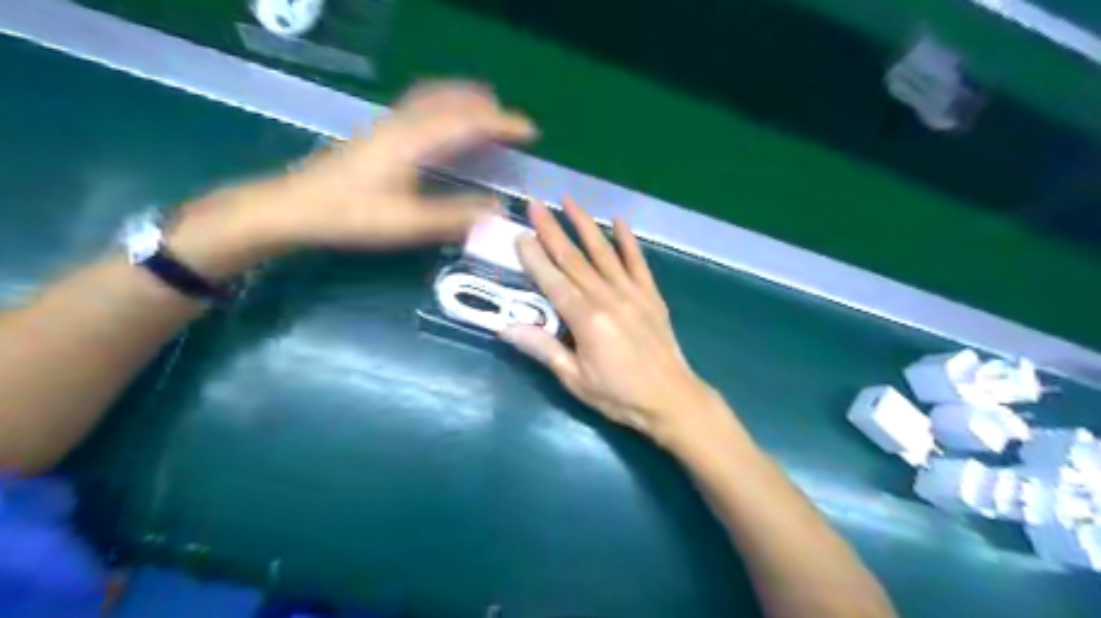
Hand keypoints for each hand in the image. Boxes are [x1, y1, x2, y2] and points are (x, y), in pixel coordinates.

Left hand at [166, 82, 537, 276]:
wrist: (294, 207)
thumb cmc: (351, 216)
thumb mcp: (407, 223)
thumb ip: (455, 216)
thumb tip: (498, 210)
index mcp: (414, 142)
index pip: (469, 122)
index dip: (503, 124)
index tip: (530, 131)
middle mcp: (403, 124)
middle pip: (452, 100)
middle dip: (488, 107)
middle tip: (513, 123)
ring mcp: (388, 124)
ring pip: (434, 97)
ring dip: (465, 99)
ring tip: (487, 109)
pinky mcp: (378, 132)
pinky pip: (420, 105)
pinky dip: (444, 104)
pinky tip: (443, 120)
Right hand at [502, 201, 732, 451]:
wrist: (672, 400)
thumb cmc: (619, 396)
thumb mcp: (576, 380)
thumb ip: (543, 350)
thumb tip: (506, 328)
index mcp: (587, 321)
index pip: (553, 281)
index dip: (534, 257)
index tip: (519, 233)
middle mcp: (608, 299)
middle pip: (575, 259)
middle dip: (552, 230)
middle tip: (535, 204)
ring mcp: (633, 294)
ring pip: (604, 253)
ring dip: (585, 225)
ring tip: (569, 201)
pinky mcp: (651, 296)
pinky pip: (638, 263)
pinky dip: (628, 241)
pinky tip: (619, 221)